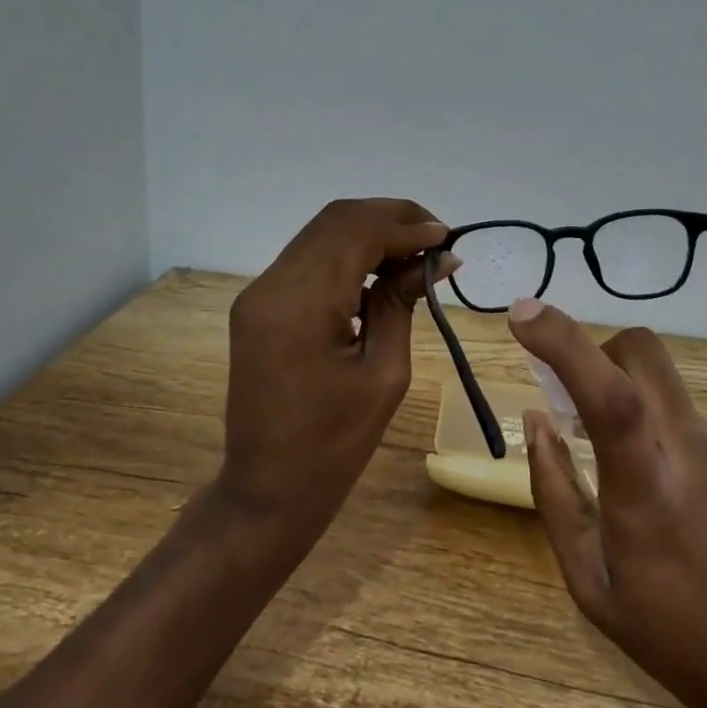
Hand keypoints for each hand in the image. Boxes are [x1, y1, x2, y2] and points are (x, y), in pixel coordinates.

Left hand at [219, 198, 451, 536]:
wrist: (267, 490)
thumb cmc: (334, 446)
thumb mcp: (384, 374)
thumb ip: (402, 303)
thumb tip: (438, 258)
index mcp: (301, 306)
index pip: (356, 233)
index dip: (406, 225)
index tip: (448, 238)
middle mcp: (271, 286)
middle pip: (336, 220)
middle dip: (390, 217)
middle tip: (436, 238)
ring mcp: (258, 292)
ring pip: (321, 232)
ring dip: (370, 230)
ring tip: (416, 249)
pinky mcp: (258, 303)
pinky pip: (309, 257)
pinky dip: (348, 251)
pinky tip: (381, 266)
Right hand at [508, 298, 706, 707]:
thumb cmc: (672, 636)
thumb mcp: (589, 581)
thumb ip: (555, 492)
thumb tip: (534, 421)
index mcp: (647, 491)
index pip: (609, 393)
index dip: (564, 342)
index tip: (521, 314)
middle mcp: (693, 454)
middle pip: (644, 353)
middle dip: (598, 350)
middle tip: (575, 395)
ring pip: (664, 384)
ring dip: (625, 394)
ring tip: (612, 456)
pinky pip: (685, 418)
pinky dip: (656, 427)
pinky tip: (661, 488)